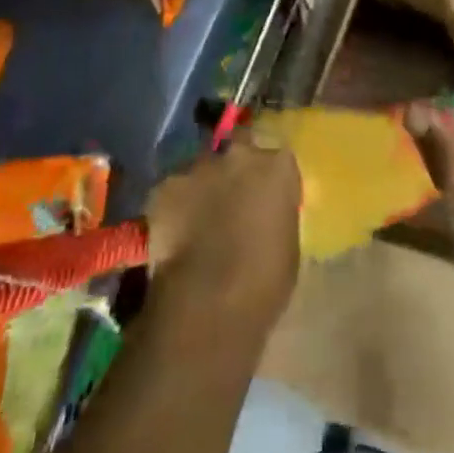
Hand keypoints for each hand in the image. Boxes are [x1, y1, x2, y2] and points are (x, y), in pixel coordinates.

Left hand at [145, 135, 300, 325]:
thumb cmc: (264, 281)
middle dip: (235, 170)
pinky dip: (174, 205)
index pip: (277, 160)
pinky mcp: (165, 186)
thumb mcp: (288, 245)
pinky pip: (173, 190)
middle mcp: (239, 154)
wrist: (208, 302)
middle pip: (239, 150)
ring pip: (202, 168)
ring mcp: (199, 167)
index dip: (269, 180)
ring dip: (203, 186)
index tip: (265, 200)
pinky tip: (174, 232)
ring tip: (198, 220)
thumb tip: (264, 215)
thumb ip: (276, 214)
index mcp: (277, 166)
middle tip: (231, 201)